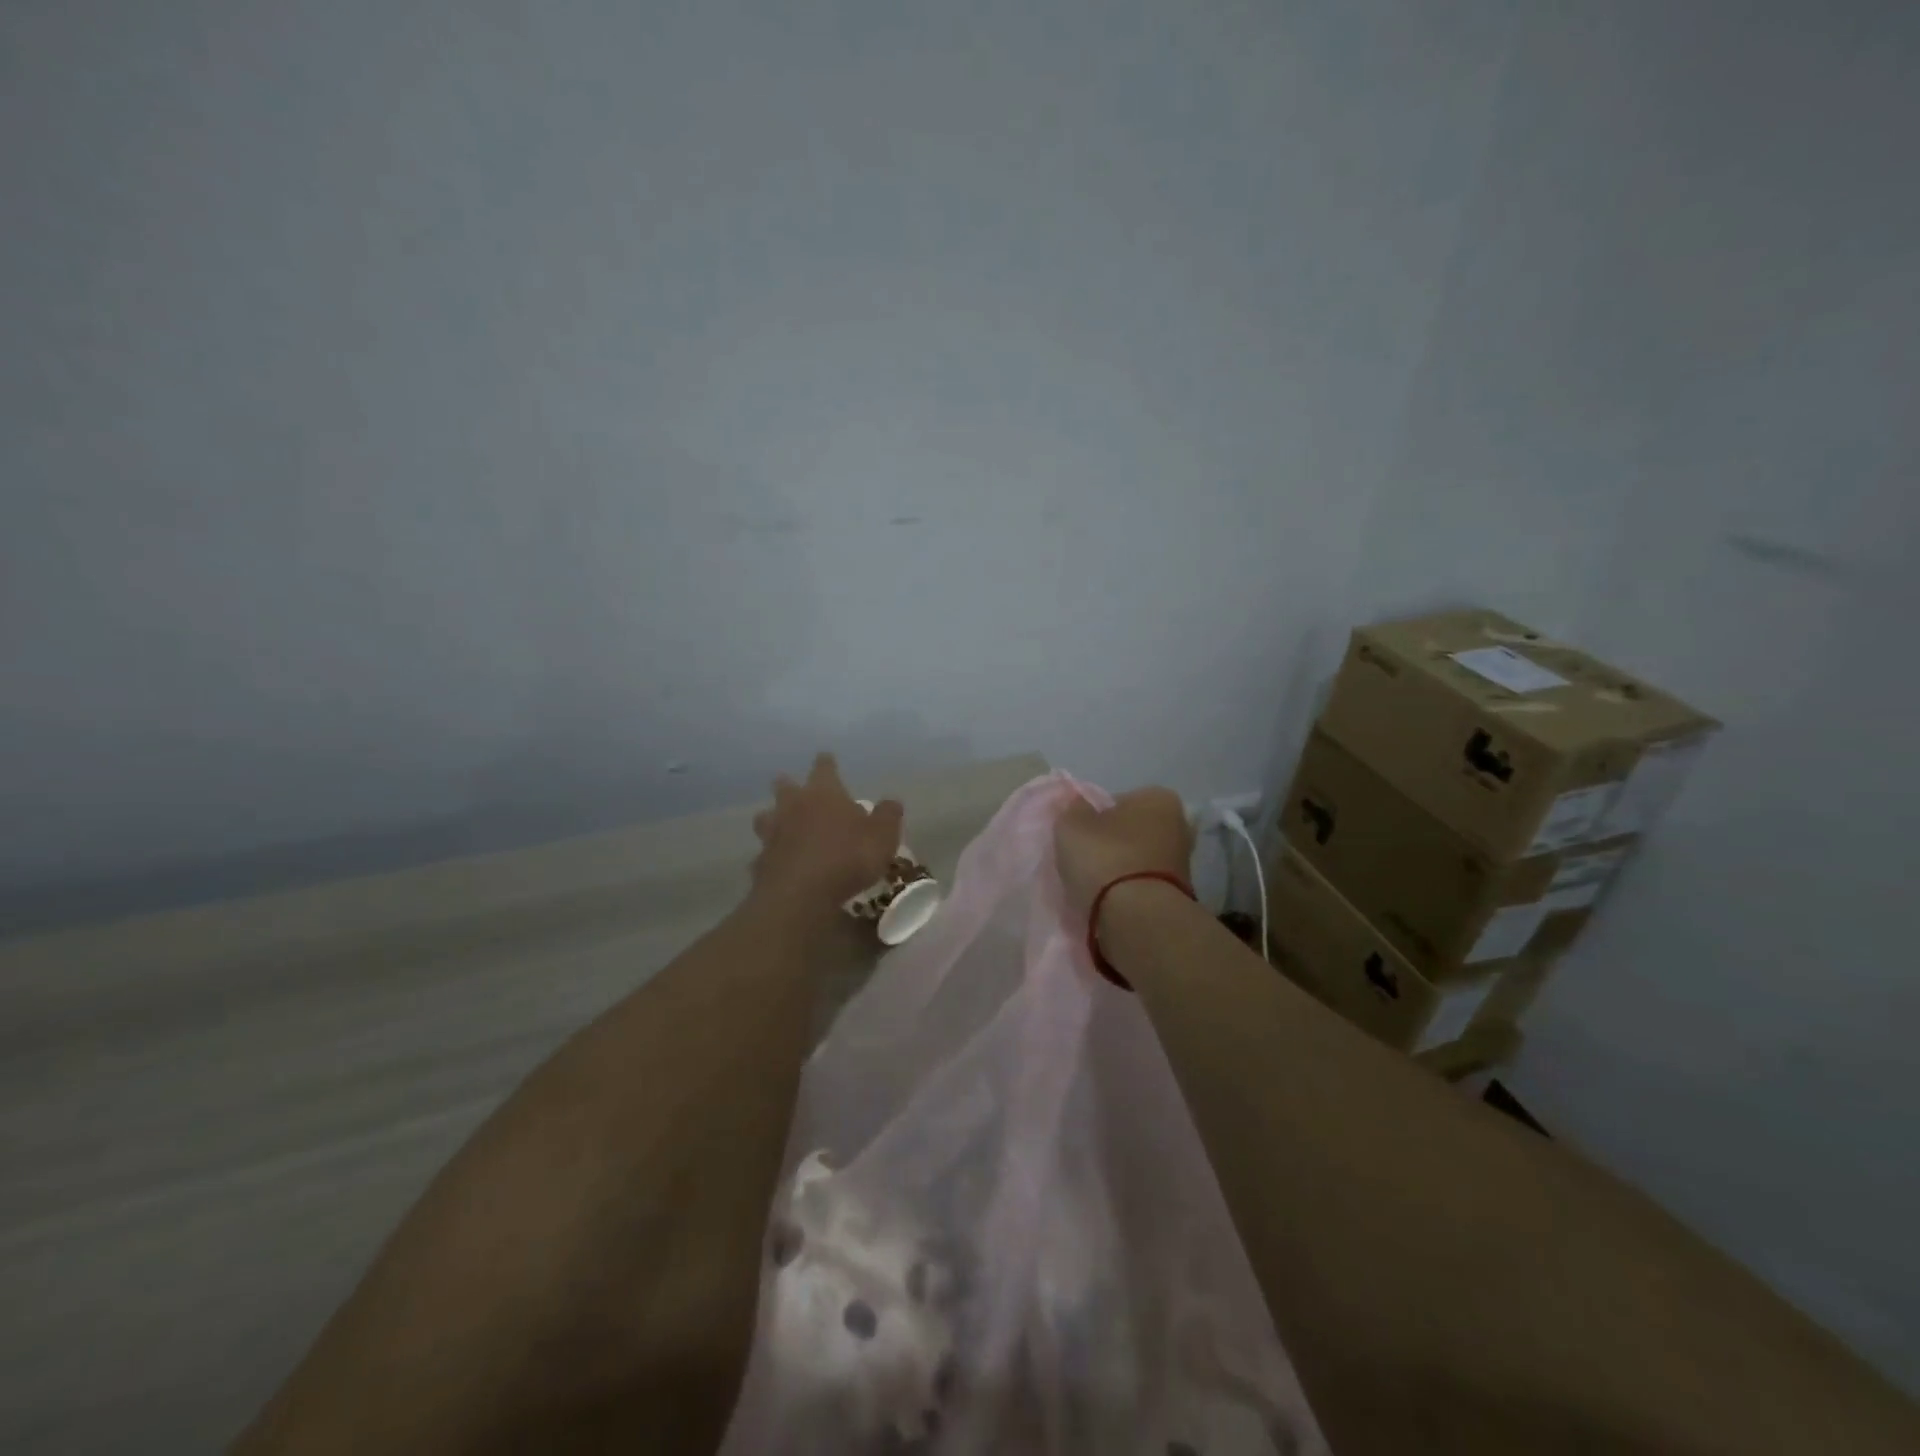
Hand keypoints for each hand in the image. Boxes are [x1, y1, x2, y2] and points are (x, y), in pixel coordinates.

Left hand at [750, 753, 903, 920]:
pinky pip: (765, 852)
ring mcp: (773, 832)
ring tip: (781, 825)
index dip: (826, 763)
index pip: (824, 767)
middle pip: (784, 786)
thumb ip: (888, 816)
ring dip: (773, 818)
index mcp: (823, 792)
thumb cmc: (848, 857)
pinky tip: (778, 864)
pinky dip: (771, 855)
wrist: (801, 895)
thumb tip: (891, 801)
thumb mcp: (883, 837)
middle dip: (789, 785)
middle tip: (795, 789)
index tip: (826, 758)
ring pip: (766, 817)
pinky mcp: (761, 860)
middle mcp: (793, 805)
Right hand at [1054, 787, 1193, 922]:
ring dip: (1122, 869)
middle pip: (1133, 830)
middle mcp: (1179, 824)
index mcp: (1158, 798)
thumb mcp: (1071, 825)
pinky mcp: (1180, 895)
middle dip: (1114, 843)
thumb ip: (1073, 810)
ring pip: (1140, 859)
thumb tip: (1079, 807)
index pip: (1119, 801)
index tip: (1080, 836)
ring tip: (1095, 886)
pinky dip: (1130, 890)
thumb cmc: (1105, 858)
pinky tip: (1110, 902)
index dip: (1096, 817)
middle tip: (1087, 860)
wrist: (1138, 919)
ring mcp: (1184, 862)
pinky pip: (1145, 885)